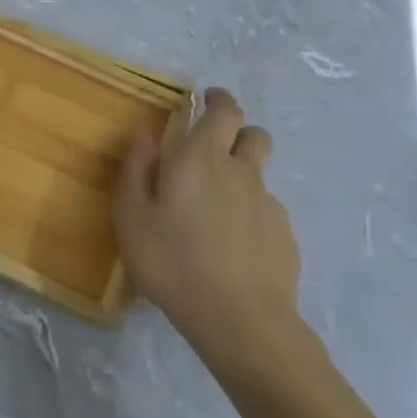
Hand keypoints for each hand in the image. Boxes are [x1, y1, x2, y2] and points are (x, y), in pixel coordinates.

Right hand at [114, 87, 304, 366]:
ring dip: (241, 175)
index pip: (223, 111)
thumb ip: (136, 170)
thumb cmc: (172, 263)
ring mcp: (268, 204)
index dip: (218, 99)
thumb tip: (145, 134)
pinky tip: (232, 245)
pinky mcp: (284, 235)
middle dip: (237, 130)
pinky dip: (249, 214)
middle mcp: (240, 171)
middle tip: (213, 147)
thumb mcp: (132, 217)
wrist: (239, 319)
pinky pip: (265, 211)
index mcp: (201, 158)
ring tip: (216, 207)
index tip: (206, 98)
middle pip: (254, 134)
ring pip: (259, 174)